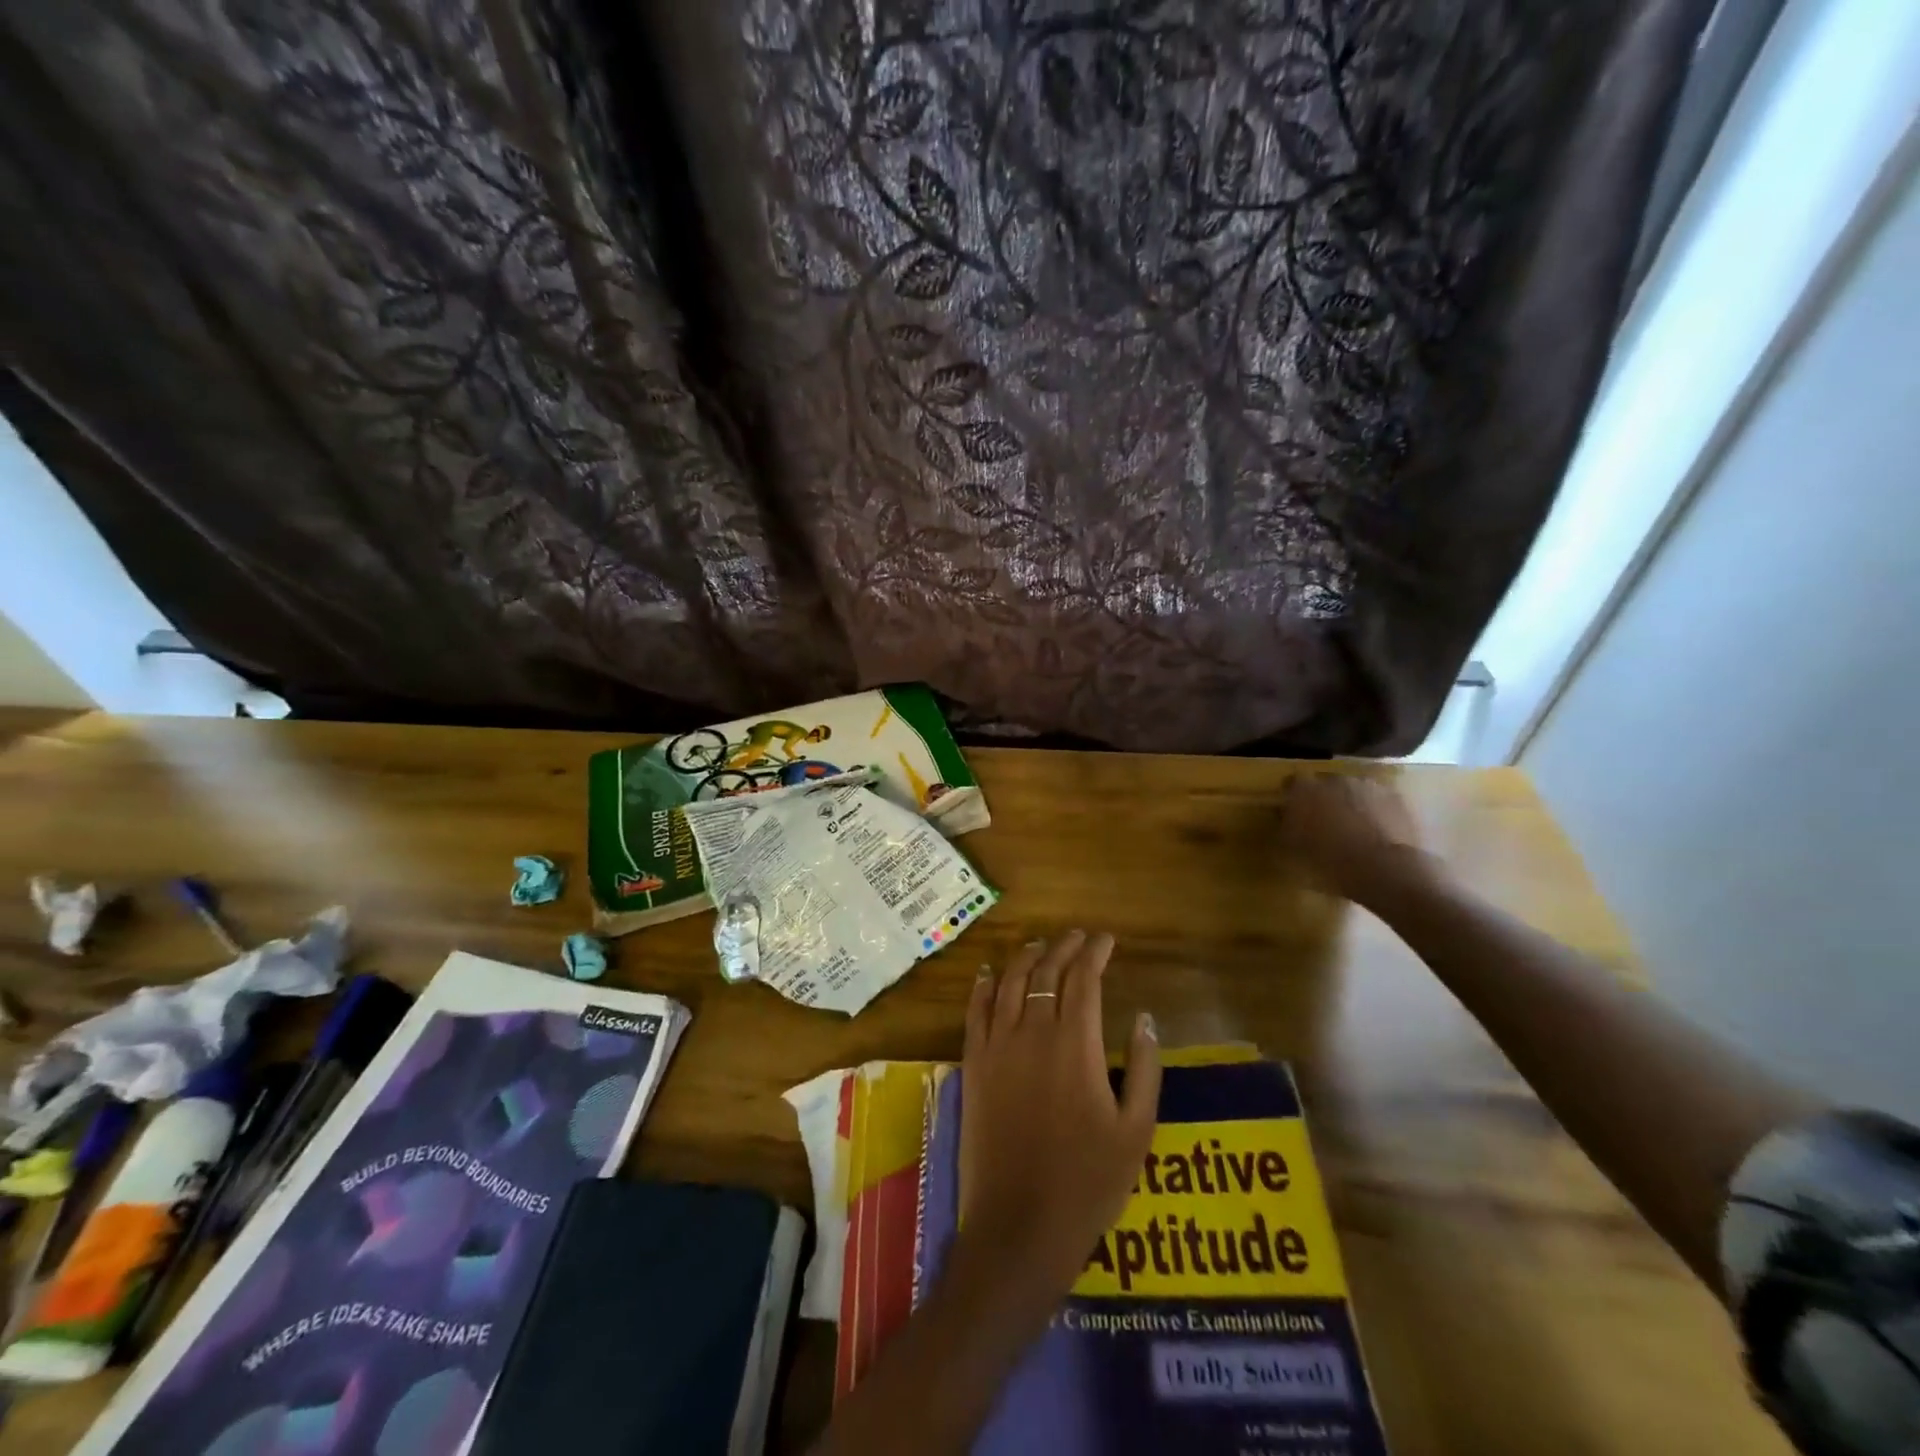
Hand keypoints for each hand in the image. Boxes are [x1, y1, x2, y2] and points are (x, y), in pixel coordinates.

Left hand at [958, 931, 1160, 1295]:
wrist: (1021, 1224)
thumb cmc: (1089, 1182)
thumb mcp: (1137, 1130)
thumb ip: (1146, 1068)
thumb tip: (1145, 1017)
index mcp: (1076, 1044)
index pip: (1084, 979)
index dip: (1095, 952)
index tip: (1106, 939)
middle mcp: (1033, 1032)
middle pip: (1046, 973)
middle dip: (1063, 948)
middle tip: (1078, 937)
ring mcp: (997, 1047)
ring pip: (1009, 984)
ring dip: (1026, 958)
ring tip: (1039, 945)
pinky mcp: (973, 1066)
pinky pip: (974, 1013)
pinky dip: (981, 987)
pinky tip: (986, 974)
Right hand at [1276, 772, 1434, 906]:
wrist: (1386, 871)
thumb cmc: (1330, 862)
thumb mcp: (1293, 850)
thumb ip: (1286, 828)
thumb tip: (1286, 820)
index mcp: (1304, 789)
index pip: (1291, 784)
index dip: (1293, 799)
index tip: (1294, 815)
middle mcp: (1335, 779)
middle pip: (1326, 785)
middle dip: (1325, 800)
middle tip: (1325, 825)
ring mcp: (1369, 786)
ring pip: (1355, 792)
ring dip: (1352, 805)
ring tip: (1355, 832)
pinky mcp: (1398, 799)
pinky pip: (1380, 803)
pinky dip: (1377, 814)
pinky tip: (1378, 836)